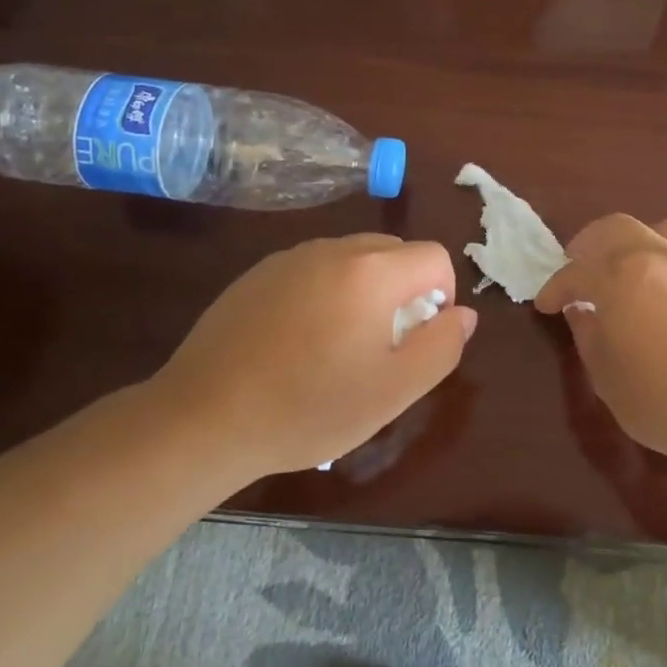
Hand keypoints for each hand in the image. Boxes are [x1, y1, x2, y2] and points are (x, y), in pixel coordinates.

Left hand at [149, 235, 476, 479]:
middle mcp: (334, 249)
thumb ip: (441, 345)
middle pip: (395, 252)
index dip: (442, 297)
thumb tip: (462, 314)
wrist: (204, 417)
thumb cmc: (310, 407)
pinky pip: (314, 270)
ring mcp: (291, 258)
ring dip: (364, 291)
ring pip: (353, 260)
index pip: (434, 257)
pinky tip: (297, 342)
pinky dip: (325, 294)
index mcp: (373, 271)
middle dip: (404, 291)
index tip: (416, 340)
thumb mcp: (394, 390)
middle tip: (382, 346)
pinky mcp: (258, 273)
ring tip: (338, 347)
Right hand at [535, 215, 666, 462]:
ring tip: (627, 267)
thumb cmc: (659, 397)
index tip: (546, 304)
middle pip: (614, 229)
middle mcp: (654, 257)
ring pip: (658, 230)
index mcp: (618, 277)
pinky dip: (666, 260)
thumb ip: (588, 335)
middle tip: (579, 268)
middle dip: (589, 245)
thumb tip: (580, 312)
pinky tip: (665, 290)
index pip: (575, 272)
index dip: (555, 288)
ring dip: (633, 242)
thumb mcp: (606, 374)